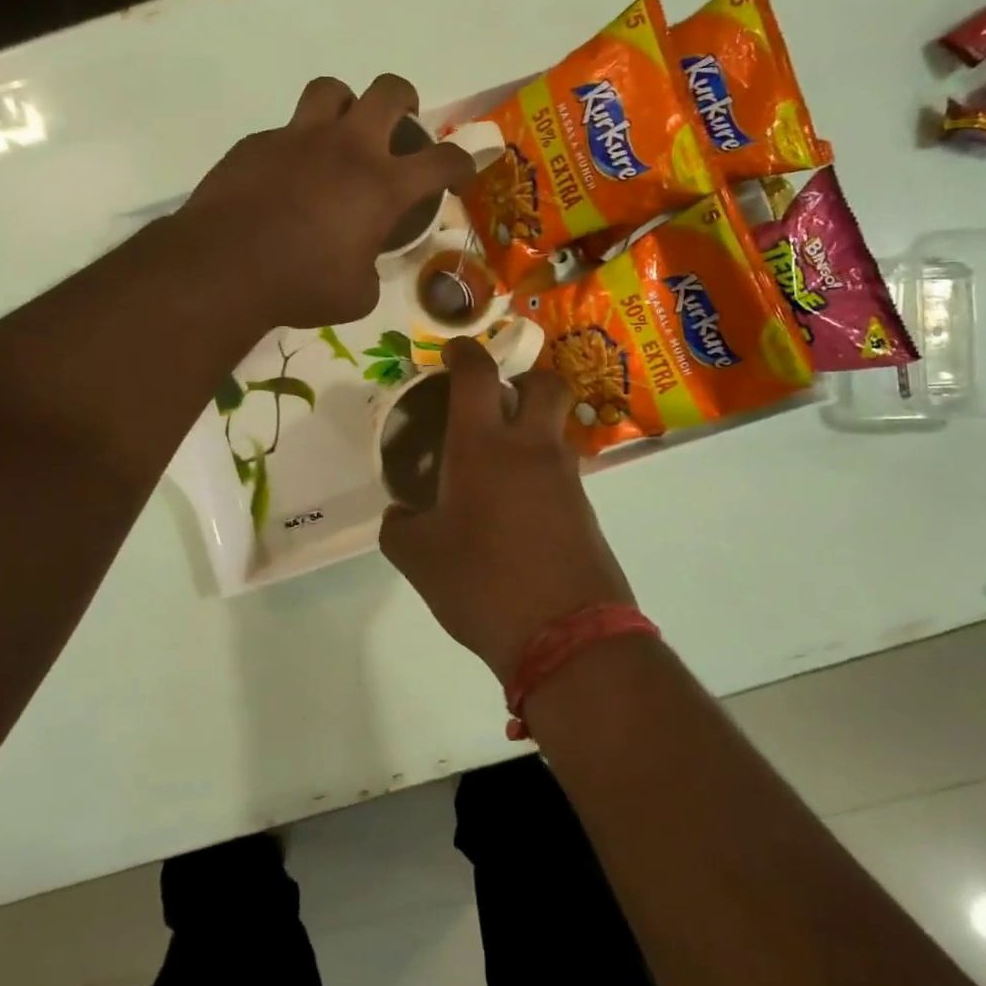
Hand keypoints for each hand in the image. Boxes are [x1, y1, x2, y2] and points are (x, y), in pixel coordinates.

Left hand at [181, 74, 474, 329]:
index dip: (462, 163)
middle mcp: (346, 148)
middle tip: (402, 122)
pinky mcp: (257, 143)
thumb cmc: (301, 286)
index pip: (442, 160)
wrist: (224, 268)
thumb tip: (364, 265)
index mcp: (382, 185)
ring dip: (346, 105)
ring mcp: (298, 138)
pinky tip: (287, 178)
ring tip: (342, 132)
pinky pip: (285, 131)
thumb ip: (371, 271)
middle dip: (405, 100)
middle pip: (389, 91)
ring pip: (332, 90)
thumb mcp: (357, 295)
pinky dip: (297, 147)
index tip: (462, 172)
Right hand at [380, 339, 635, 682]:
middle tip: (495, 400)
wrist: (566, 635)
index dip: (464, 351)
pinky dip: (540, 469)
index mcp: (483, 446)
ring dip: (532, 427)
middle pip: (544, 383)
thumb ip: (400, 526)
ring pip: (556, 427)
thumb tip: (400, 513)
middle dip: (523, 378)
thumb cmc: (482, 584)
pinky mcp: (586, 508)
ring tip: (497, 460)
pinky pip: (562, 469)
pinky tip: (515, 503)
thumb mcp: (419, 558)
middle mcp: (531, 448)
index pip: (478, 374)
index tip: (453, 351)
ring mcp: (565, 477)